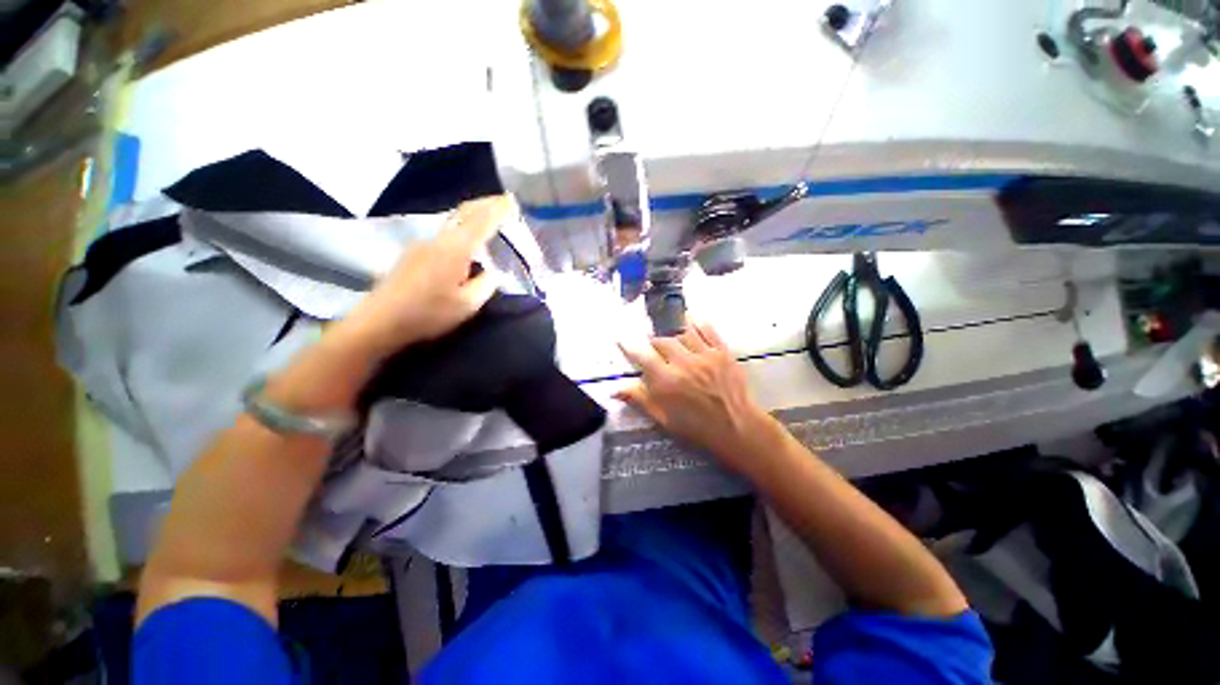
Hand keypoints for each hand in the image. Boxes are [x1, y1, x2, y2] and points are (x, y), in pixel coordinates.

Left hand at [335, 195, 511, 359]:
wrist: (379, 321)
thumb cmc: (427, 314)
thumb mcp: (467, 305)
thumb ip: (486, 285)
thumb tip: (495, 273)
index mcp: (454, 250)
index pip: (481, 221)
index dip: (498, 209)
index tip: (512, 200)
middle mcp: (437, 240)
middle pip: (463, 213)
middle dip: (485, 204)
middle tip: (503, 202)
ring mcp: (421, 245)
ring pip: (453, 223)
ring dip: (472, 218)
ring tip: (488, 221)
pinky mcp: (413, 254)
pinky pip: (444, 235)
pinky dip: (461, 232)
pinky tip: (465, 246)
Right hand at [616, 322, 781, 476]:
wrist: (737, 428)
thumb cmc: (697, 428)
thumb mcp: (663, 419)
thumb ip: (640, 400)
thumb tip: (615, 390)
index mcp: (667, 382)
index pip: (642, 357)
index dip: (630, 348)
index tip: (623, 341)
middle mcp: (684, 364)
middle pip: (662, 341)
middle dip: (654, 343)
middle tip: (653, 349)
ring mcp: (705, 355)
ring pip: (683, 333)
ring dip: (674, 336)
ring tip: (674, 343)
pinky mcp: (723, 352)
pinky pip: (708, 330)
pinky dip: (698, 324)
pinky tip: (692, 322)